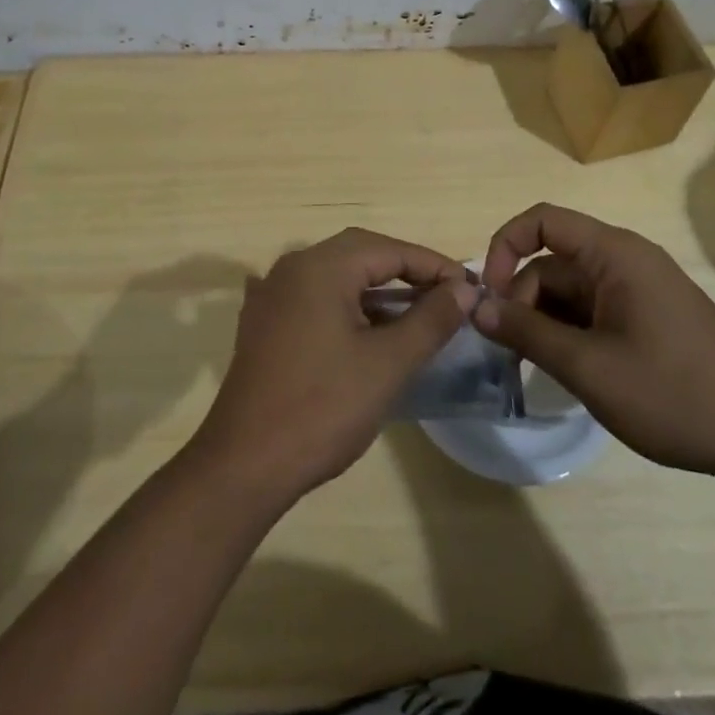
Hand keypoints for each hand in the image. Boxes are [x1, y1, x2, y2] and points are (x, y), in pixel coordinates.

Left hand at [190, 229, 475, 502]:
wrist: (245, 465)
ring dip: (377, 290)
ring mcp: (272, 294)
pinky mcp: (263, 323)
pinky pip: (315, 298)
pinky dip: (348, 305)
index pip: (390, 249)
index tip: (470, 289)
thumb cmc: (323, 408)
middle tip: (446, 297)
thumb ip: (430, 319)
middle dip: (407, 271)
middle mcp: (292, 267)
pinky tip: (366, 330)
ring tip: (416, 316)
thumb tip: (463, 288)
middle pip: (360, 254)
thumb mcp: (388, 364)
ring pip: (337, 276)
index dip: (434, 266)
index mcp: (320, 266)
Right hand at [474, 204, 714, 478]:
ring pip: (571, 291)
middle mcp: (625, 260)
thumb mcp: (589, 367)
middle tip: (507, 351)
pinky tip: (568, 371)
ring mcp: (640, 289)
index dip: (505, 246)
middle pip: (553, 262)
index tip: (488, 295)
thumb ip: (527, 332)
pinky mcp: (649, 317)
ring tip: (535, 367)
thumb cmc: (674, 393)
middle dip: (522, 299)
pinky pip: (593, 310)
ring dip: (544, 321)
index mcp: (614, 254)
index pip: (542, 221)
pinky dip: (570, 333)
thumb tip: (476, 306)